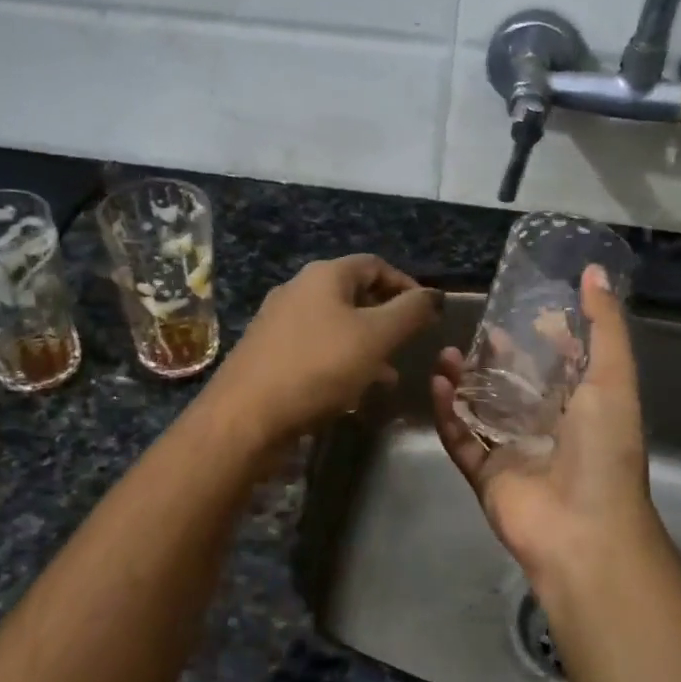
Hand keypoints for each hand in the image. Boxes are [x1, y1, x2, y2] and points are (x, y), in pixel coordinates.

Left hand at [204, 255, 439, 446]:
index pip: (375, 265)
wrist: (245, 416)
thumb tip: (435, 294)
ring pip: (336, 325)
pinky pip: (316, 349)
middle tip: (409, 345)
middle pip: (354, 294)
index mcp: (324, 275)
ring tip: (388, 375)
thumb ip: (411, 312)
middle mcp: (298, 289)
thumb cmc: (318, 367)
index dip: (406, 285)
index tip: (428, 315)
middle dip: (386, 319)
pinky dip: (340, 362)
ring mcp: (278, 322)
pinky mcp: (268, 353)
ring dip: (366, 345)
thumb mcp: (376, 337)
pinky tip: (352, 391)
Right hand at [431, 265, 666, 590]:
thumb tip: (594, 271)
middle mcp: (548, 429)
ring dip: (463, 382)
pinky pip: (460, 440)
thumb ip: (603, 326)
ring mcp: (514, 454)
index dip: (542, 339)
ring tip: (444, 354)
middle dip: (493, 360)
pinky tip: (436, 385)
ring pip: (481, 411)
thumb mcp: (612, 378)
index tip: (518, 311)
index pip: (560, 366)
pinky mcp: (486, 476)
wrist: (583, 530)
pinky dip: (447, 415)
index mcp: (583, 408)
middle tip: (470, 334)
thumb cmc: (603, 450)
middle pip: (514, 387)